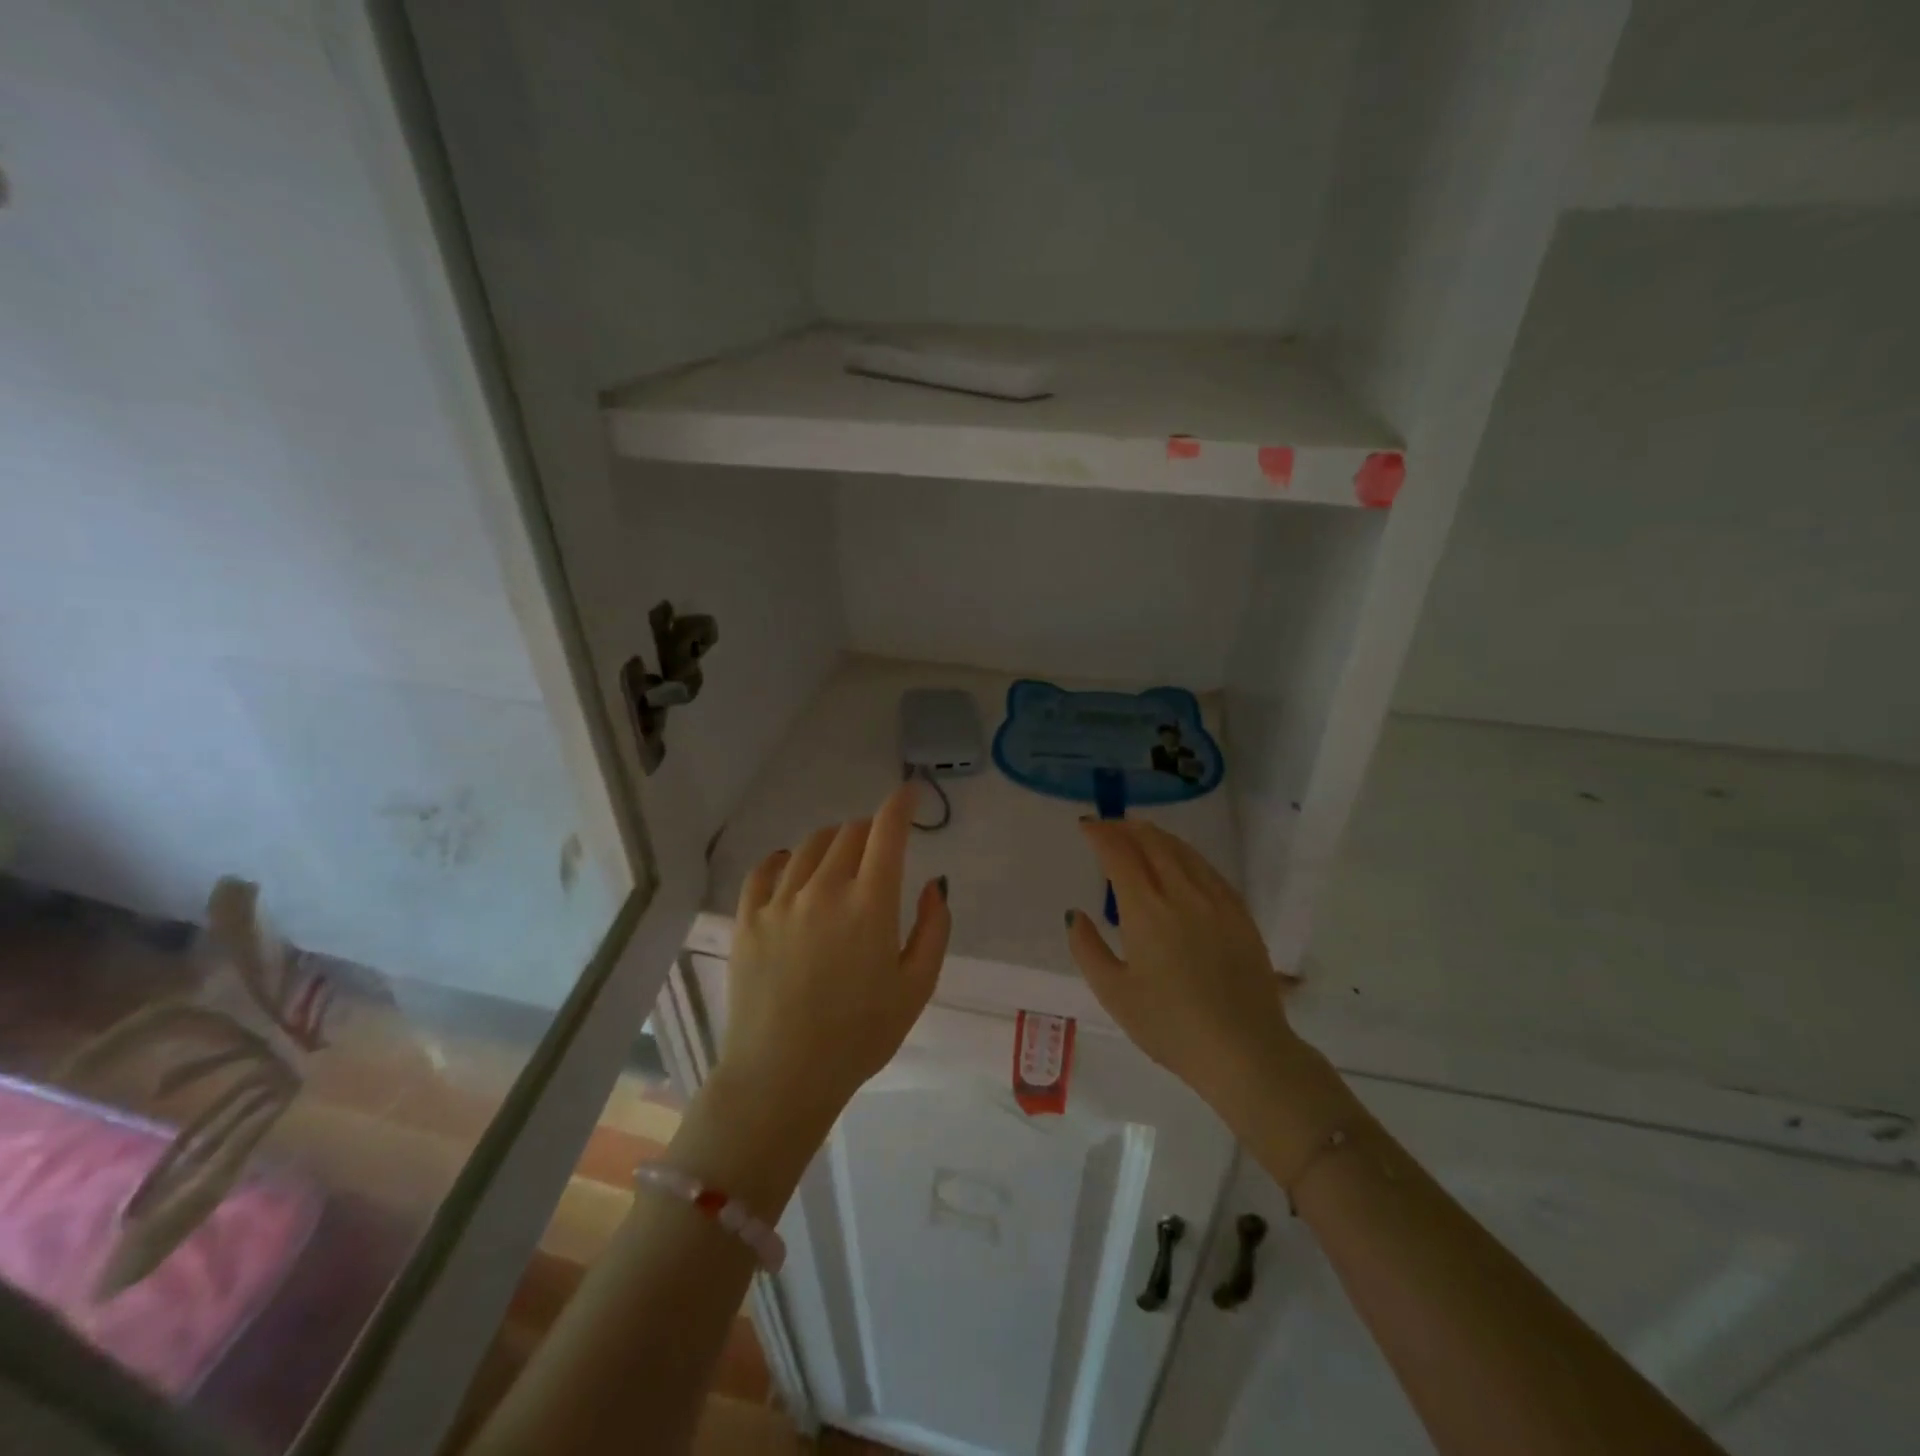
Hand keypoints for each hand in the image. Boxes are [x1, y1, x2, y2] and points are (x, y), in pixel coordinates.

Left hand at [717, 783, 951, 1133]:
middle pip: (848, 833)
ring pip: (809, 845)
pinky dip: (784, 858)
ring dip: (832, 842)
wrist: (783, 1076)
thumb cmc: (860, 1036)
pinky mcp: (748, 918)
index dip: (900, 803)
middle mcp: (824, 889)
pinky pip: (765, 869)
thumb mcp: (917, 987)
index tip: (908, 792)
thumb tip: (933, 884)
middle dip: (869, 830)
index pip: (887, 832)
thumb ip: (933, 929)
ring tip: (839, 860)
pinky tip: (791, 866)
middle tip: (877, 849)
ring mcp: (781, 901)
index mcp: (870, 904)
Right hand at [1066, 820, 1307, 1122]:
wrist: (1245, 1051)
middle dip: (1126, 828)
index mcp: (1146, 911)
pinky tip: (1180, 862)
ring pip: (1183, 851)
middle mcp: (1182, 894)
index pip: (1119, 854)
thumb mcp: (1114, 994)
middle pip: (1152, 843)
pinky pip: (1208, 869)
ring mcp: (1216, 901)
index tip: (1086, 826)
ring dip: (1156, 836)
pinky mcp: (1240, 914)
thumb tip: (1076, 915)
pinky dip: (1185, 855)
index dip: (1101, 834)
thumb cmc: (1170, 1027)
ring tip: (1139, 834)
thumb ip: (1088, 949)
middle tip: (1108, 826)